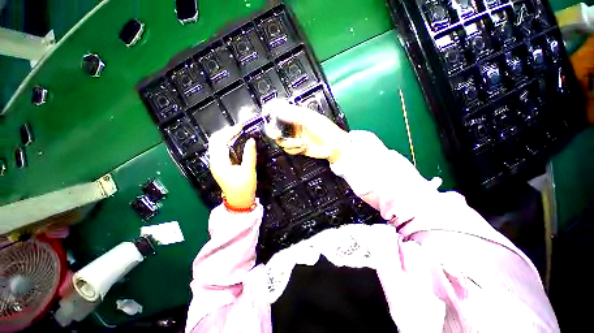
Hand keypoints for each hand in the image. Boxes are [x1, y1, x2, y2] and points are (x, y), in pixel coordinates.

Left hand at [208, 126, 256, 209]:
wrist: (239, 201)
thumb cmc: (244, 187)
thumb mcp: (248, 171)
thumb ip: (249, 154)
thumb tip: (251, 140)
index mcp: (219, 163)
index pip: (220, 142)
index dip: (230, 132)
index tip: (241, 127)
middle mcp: (214, 162)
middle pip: (214, 141)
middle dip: (225, 132)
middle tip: (239, 129)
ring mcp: (216, 164)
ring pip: (215, 145)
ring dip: (225, 137)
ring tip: (237, 133)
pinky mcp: (219, 166)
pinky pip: (219, 150)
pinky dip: (226, 143)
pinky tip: (234, 142)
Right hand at [262, 99, 348, 162]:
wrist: (334, 147)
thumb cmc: (325, 130)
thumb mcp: (309, 119)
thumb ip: (292, 114)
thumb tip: (276, 106)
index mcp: (296, 115)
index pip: (278, 111)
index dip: (270, 112)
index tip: (266, 115)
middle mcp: (292, 125)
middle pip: (275, 127)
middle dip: (274, 132)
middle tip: (277, 134)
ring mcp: (294, 137)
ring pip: (281, 141)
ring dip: (291, 143)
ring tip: (302, 143)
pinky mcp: (296, 147)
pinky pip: (288, 149)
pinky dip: (295, 149)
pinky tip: (303, 147)